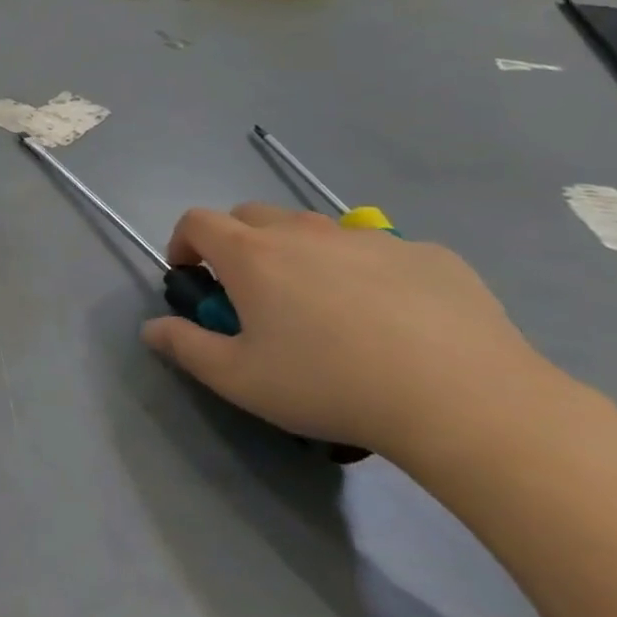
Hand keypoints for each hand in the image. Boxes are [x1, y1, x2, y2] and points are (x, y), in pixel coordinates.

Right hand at [139, 204, 559, 462]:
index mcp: (252, 255)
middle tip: (254, 294)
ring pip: (316, 230)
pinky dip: (365, 272)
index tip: (192, 276)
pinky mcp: (429, 254)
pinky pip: (379, 251)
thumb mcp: (239, 379)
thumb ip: (185, 346)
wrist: (465, 401)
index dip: (184, 243)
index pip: (197, 221)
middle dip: (238, 244)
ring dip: (300, 254)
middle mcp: (304, 232)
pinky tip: (392, 320)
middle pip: (252, 215)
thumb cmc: (330, 385)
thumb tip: (152, 328)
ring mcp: (370, 238)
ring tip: (323, 306)